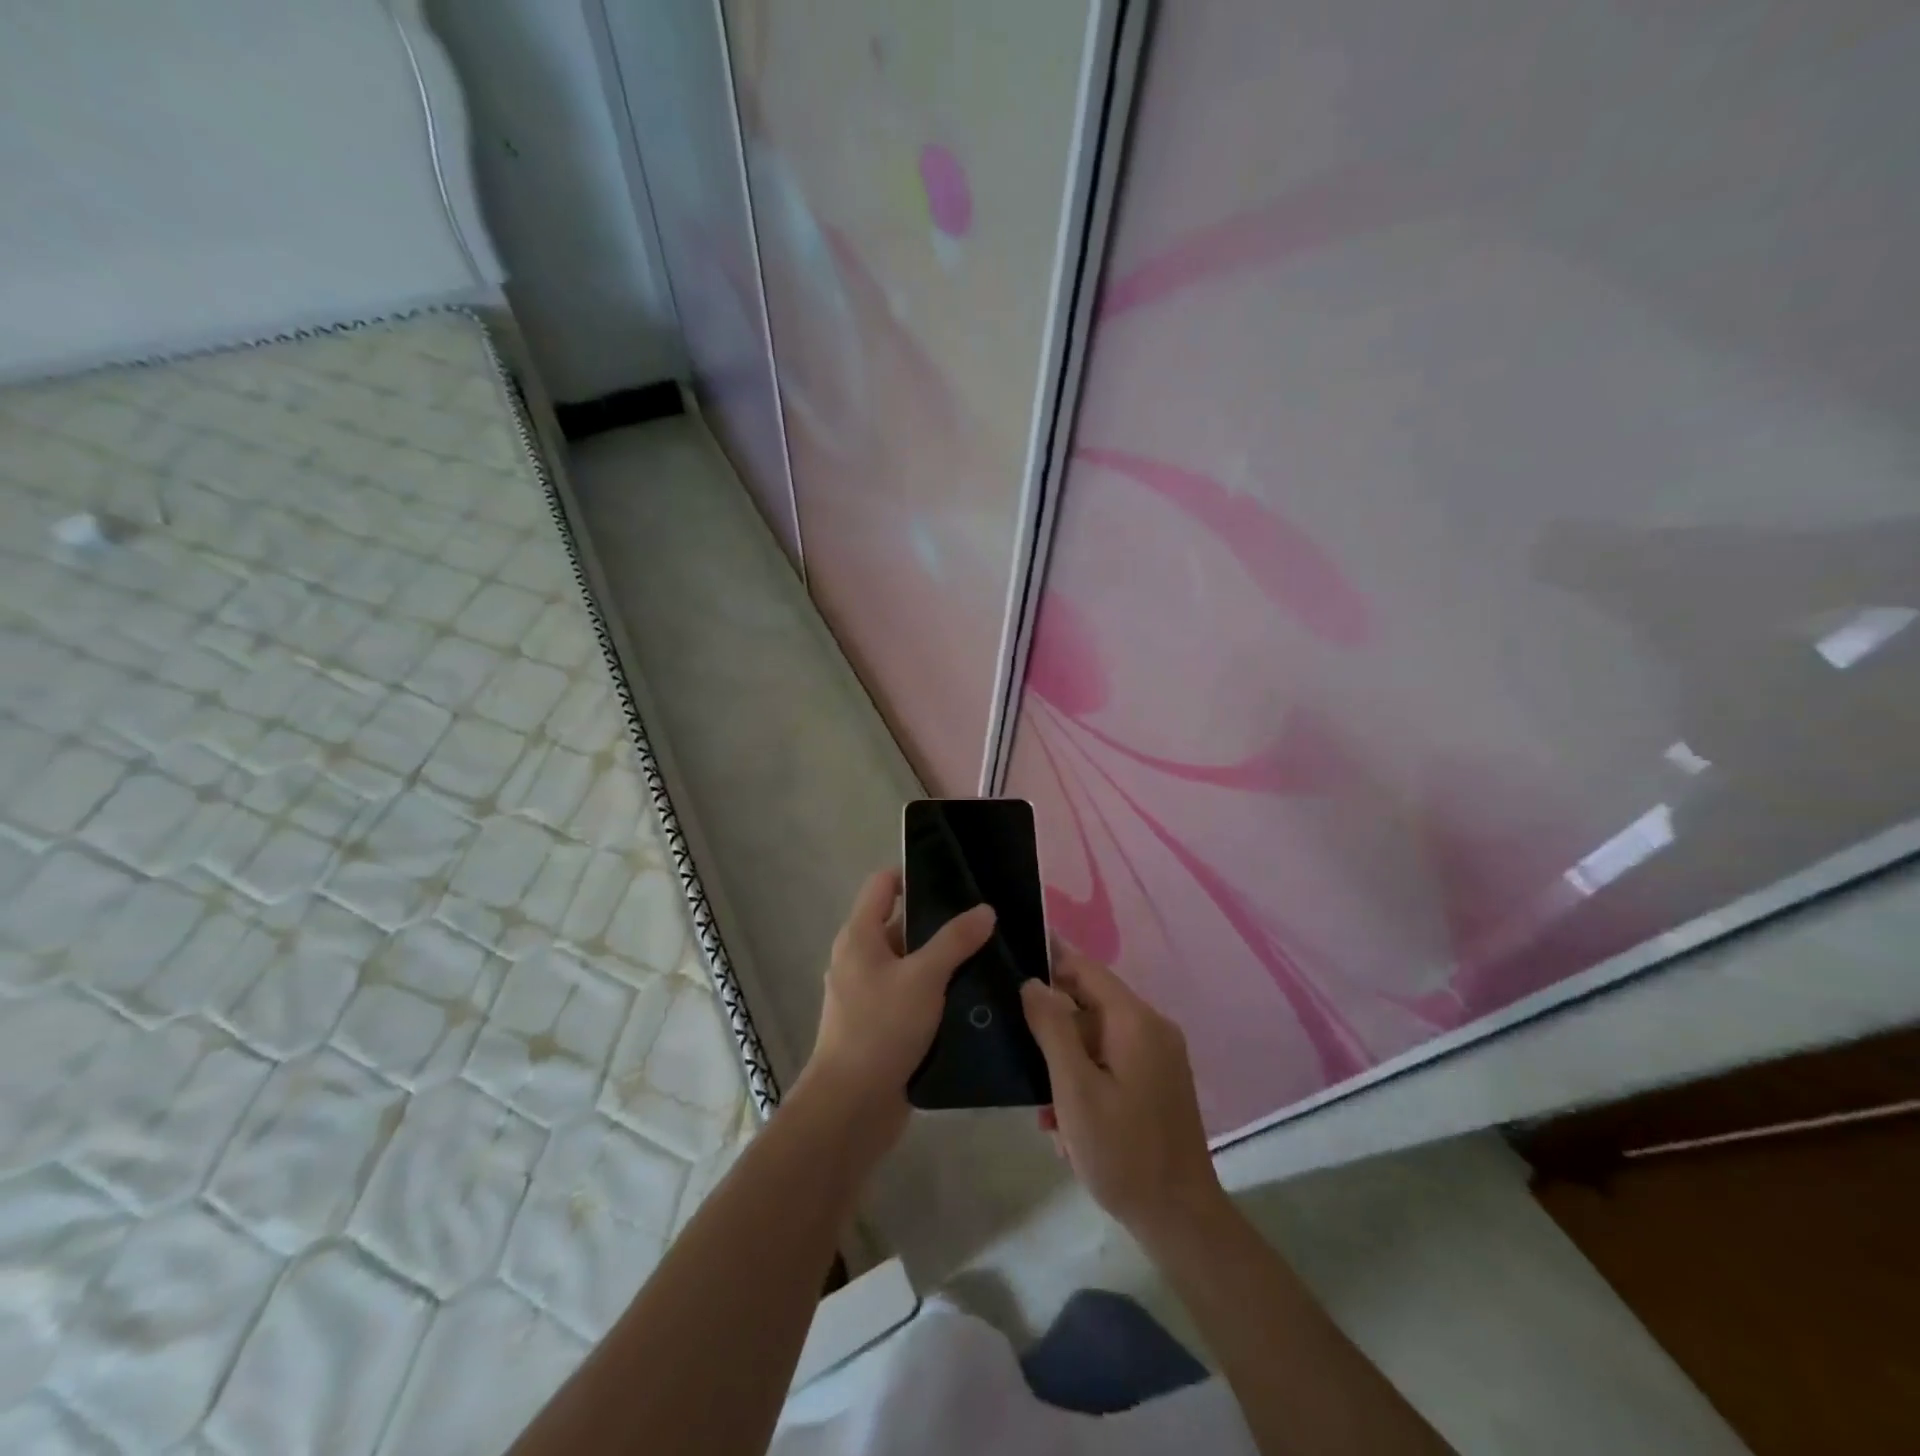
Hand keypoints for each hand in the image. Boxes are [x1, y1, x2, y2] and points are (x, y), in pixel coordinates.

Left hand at [799, 868, 994, 1153]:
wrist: (851, 1106)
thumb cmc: (881, 1028)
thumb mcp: (924, 977)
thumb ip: (955, 940)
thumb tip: (985, 909)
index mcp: (860, 935)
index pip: (884, 884)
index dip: (915, 874)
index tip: (957, 879)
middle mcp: (860, 958)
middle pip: (901, 923)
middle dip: (940, 921)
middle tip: (985, 920)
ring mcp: (870, 993)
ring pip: (911, 962)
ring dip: (943, 959)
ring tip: (988, 955)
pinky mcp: (882, 1024)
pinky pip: (912, 995)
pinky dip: (937, 991)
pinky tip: (972, 996)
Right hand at [1020, 945, 1224, 1247]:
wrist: (1180, 1219)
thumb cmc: (1122, 1152)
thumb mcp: (1075, 1089)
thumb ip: (1052, 1028)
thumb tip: (1032, 981)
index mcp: (1135, 1020)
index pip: (1086, 969)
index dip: (1050, 959)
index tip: (1012, 959)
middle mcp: (1152, 1027)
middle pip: (1091, 1002)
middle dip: (1053, 1025)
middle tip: (1018, 1049)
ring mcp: (1159, 1055)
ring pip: (1097, 1036)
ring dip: (1066, 1060)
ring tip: (1044, 1106)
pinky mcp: (1158, 1080)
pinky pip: (1112, 1060)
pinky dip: (1086, 1077)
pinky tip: (1067, 1120)